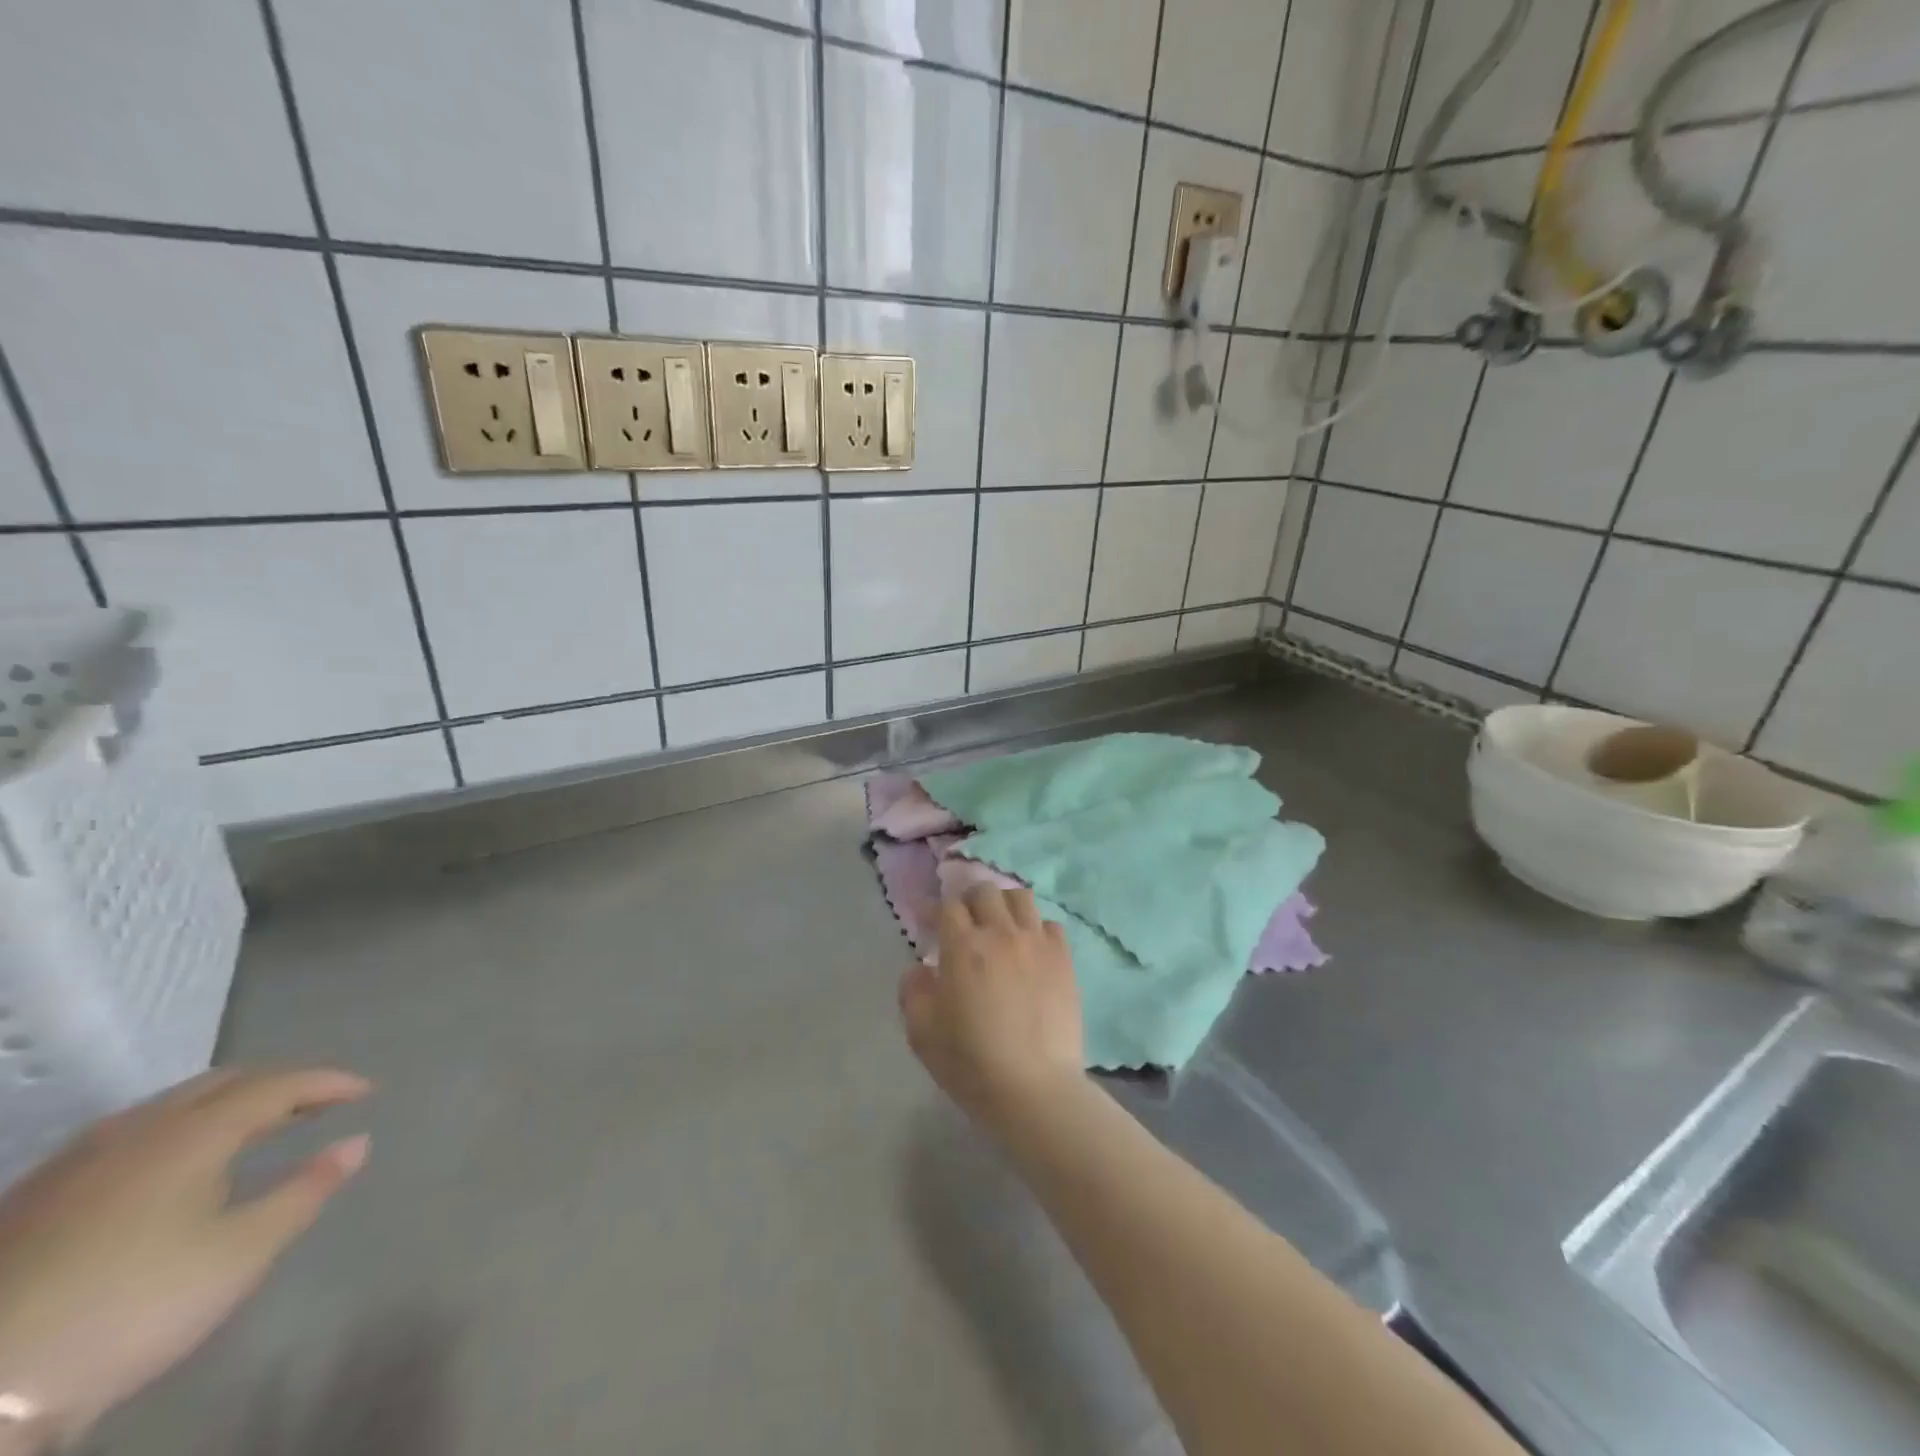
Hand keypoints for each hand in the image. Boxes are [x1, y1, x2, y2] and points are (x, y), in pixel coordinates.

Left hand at [0, 1068, 370, 1445]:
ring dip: (225, 1104)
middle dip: (278, 1084)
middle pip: (223, 1083)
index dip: (329, 1083)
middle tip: (317, 1101)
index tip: (367, 1090)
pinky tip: (174, 1162)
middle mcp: (139, 1129)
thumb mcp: (241, 1253)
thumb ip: (305, 1191)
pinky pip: (129, 1134)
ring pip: (170, 1105)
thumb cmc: (134, 1305)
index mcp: (195, 1132)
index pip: (279, 1084)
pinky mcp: (36, 1197)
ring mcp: (78, 1161)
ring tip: (254, 1125)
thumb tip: (357, 1142)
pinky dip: (177, 1128)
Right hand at [898, 886, 1084, 1131]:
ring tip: (999, 926)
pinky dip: (1035, 928)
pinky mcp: (1064, 959)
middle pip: (985, 891)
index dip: (935, 910)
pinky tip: (1030, 949)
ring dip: (1004, 905)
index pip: (948, 906)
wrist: (1034, 1088)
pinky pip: (1050, 924)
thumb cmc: (971, 1063)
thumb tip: (921, 969)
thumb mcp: (922, 1032)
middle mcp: (1001, 933)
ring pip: (1020, 897)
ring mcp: (1037, 943)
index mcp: (962, 946)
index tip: (929, 923)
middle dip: (969, 900)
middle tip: (964, 923)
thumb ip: (913, 991)